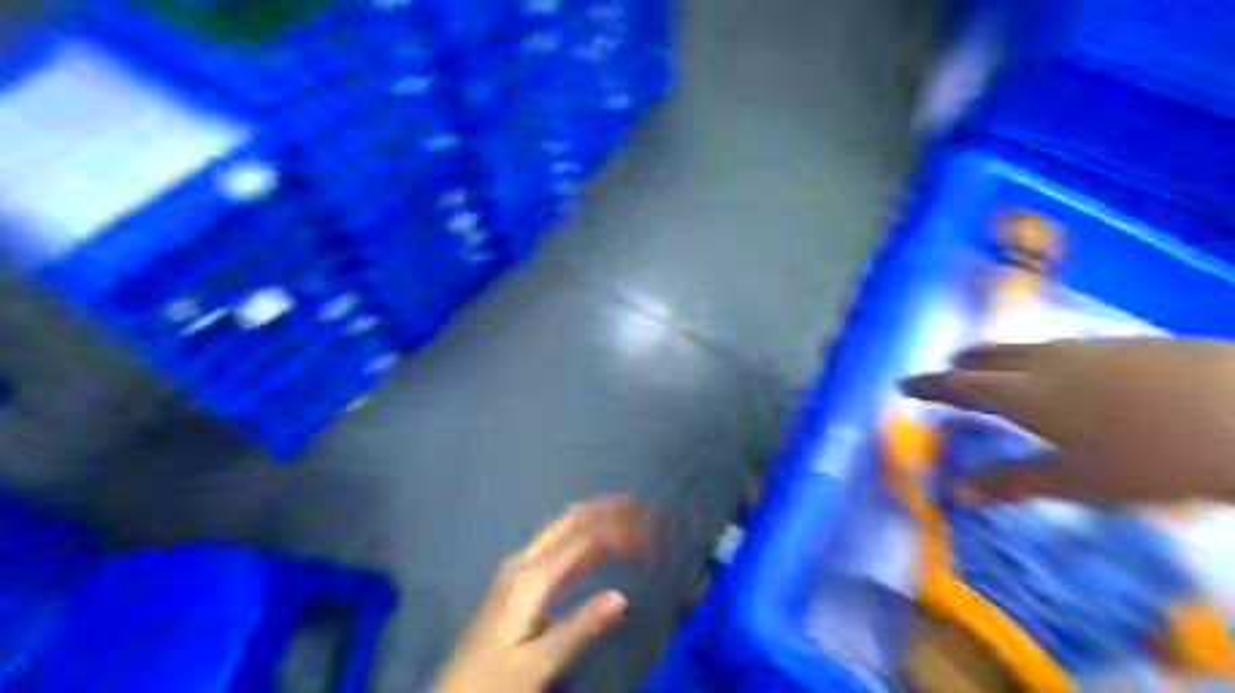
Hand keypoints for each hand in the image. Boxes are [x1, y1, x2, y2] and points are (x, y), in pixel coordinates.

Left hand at [431, 495, 654, 690]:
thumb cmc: (494, 682)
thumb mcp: (539, 663)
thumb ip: (580, 627)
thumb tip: (622, 596)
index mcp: (530, 577)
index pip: (582, 537)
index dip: (617, 526)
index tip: (650, 530)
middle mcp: (523, 562)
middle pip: (569, 521)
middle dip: (606, 509)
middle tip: (641, 508)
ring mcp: (517, 568)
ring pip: (561, 528)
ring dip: (595, 518)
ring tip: (627, 514)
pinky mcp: (517, 580)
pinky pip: (555, 544)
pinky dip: (582, 535)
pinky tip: (595, 542)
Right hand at [898, 335, 1234, 502]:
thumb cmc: (1152, 455)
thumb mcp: (1080, 481)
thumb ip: (1016, 482)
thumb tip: (961, 491)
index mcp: (1023, 394)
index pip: (958, 386)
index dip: (928, 386)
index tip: (902, 384)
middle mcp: (1044, 362)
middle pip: (987, 358)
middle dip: (961, 365)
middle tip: (946, 372)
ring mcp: (1085, 348)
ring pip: (1023, 350)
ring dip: (997, 359)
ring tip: (992, 370)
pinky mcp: (1123, 345)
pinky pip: (1058, 348)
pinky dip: (1036, 358)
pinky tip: (1060, 373)